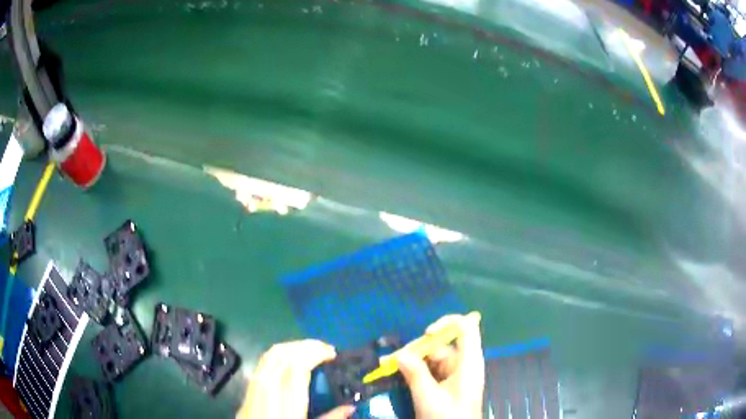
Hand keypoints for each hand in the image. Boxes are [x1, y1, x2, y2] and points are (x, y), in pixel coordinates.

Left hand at [236, 339, 354, 418]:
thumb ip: (330, 418)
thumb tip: (351, 407)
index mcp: (286, 399)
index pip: (298, 365)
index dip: (315, 352)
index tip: (332, 353)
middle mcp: (268, 385)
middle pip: (284, 353)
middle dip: (307, 345)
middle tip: (326, 349)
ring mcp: (255, 383)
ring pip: (272, 353)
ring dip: (293, 346)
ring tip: (311, 350)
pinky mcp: (249, 385)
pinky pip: (264, 359)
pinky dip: (280, 352)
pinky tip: (290, 358)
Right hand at [396, 313, 483, 418]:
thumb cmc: (448, 417)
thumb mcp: (429, 397)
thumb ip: (415, 374)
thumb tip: (400, 354)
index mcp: (468, 362)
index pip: (466, 328)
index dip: (447, 323)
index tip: (426, 334)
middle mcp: (463, 364)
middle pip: (442, 345)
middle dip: (417, 349)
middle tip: (392, 359)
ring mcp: (455, 374)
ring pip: (433, 358)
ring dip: (413, 361)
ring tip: (389, 366)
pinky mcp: (447, 384)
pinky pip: (430, 370)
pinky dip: (415, 371)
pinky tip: (399, 374)